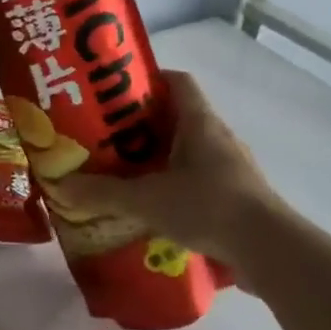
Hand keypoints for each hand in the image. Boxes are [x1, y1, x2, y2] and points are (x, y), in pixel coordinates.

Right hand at [52, 71, 284, 280]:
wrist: (270, 251)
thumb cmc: (208, 206)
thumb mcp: (146, 199)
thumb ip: (103, 192)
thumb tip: (60, 185)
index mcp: (200, 122)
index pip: (178, 81)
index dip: (149, 79)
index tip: (117, 90)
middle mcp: (218, 137)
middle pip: (178, 116)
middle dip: (143, 123)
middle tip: (107, 134)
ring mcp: (232, 167)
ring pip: (189, 150)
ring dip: (160, 156)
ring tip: (126, 171)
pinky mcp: (238, 196)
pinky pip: (200, 178)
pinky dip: (176, 184)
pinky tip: (153, 205)